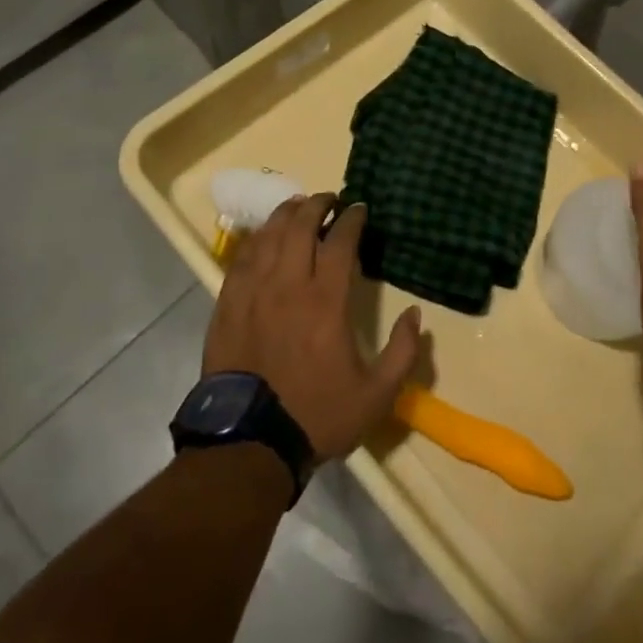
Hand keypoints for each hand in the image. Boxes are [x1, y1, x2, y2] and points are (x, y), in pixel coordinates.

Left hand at [204, 193, 423, 461]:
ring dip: (285, 214)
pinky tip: (264, 236)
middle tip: (329, 199)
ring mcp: (253, 292)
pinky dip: (257, 239)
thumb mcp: (376, 395)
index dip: (352, 219)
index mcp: (325, 301)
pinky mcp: (228, 304)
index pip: (340, 241)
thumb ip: (402, 352)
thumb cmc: (317, 415)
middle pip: (299, 227)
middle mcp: (288, 285)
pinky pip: (241, 258)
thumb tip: (415, 314)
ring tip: (297, 207)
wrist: (250, 442)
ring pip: (268, 236)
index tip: (360, 209)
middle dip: (317, 205)